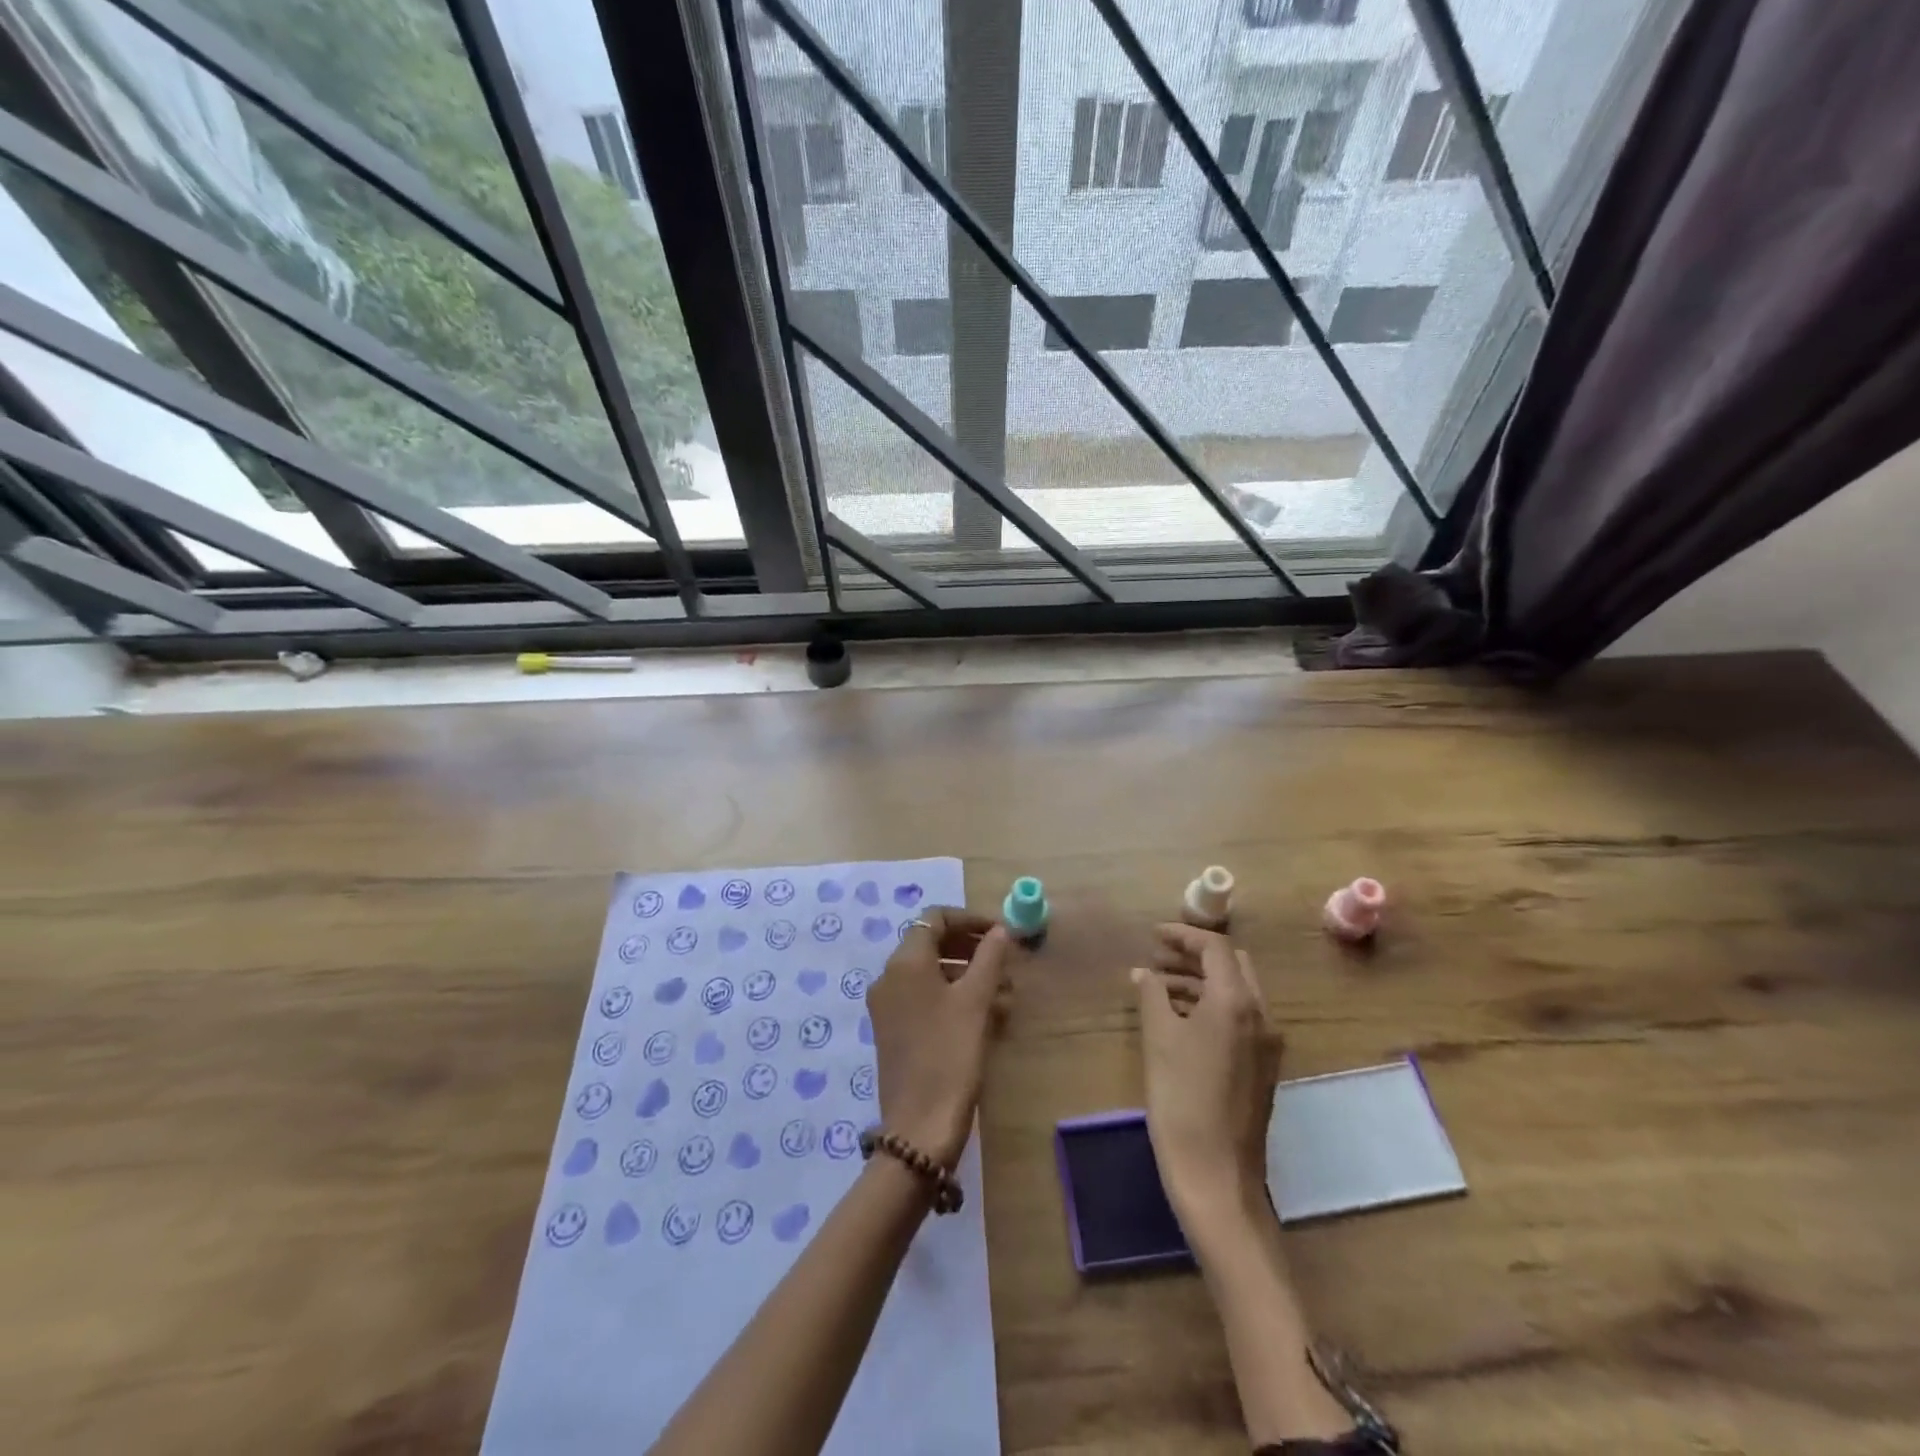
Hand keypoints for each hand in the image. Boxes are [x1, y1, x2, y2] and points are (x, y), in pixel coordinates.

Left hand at [869, 908, 1014, 1168]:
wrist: (920, 1126)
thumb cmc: (951, 1054)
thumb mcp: (975, 1001)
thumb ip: (989, 957)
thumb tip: (1000, 930)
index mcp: (905, 962)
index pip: (935, 918)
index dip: (969, 919)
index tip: (1000, 932)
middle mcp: (889, 977)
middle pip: (930, 943)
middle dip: (969, 946)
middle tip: (1004, 958)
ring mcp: (887, 1005)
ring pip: (929, 973)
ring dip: (965, 972)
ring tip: (1002, 990)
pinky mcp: (892, 1030)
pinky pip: (923, 997)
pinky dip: (951, 995)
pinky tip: (983, 1014)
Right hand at [1132, 923, 1279, 1228]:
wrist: (1216, 1175)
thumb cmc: (1181, 1099)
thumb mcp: (1159, 1040)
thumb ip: (1152, 996)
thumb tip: (1144, 973)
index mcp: (1237, 1002)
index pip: (1215, 948)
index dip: (1183, 935)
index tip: (1153, 935)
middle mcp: (1260, 1016)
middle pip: (1232, 965)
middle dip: (1195, 955)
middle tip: (1158, 957)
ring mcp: (1266, 1044)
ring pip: (1237, 992)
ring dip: (1201, 980)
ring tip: (1160, 986)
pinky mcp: (1261, 1067)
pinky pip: (1239, 1018)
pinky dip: (1211, 1005)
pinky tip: (1180, 1019)